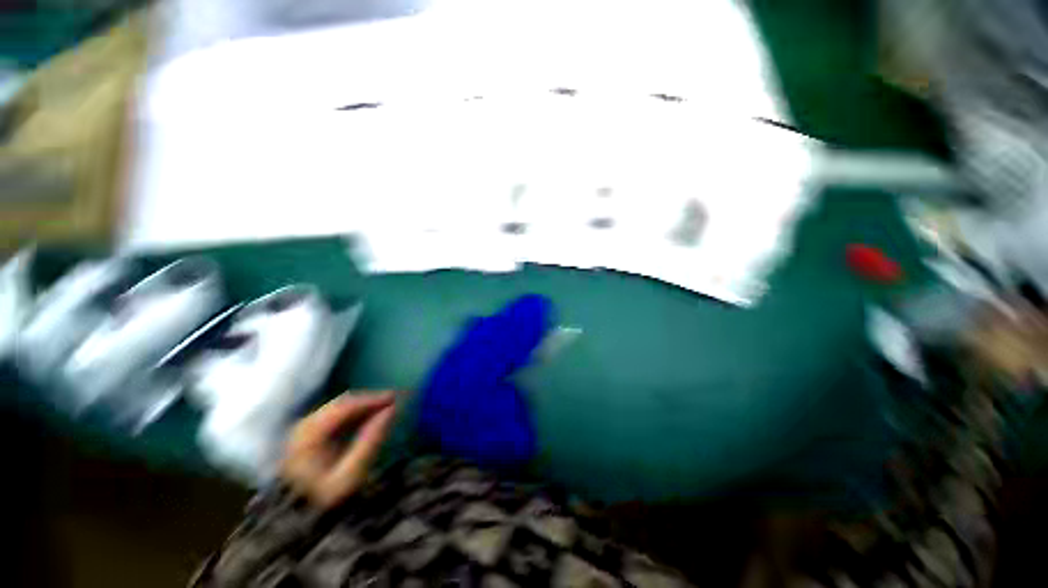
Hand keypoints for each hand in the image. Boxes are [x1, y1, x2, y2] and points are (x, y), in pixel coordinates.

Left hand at [282, 391, 396, 507]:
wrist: (296, 522)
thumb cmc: (325, 500)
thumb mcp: (351, 475)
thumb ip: (371, 440)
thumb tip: (392, 410)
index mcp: (309, 436)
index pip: (345, 407)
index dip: (372, 400)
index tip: (395, 398)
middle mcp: (303, 427)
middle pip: (341, 404)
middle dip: (368, 400)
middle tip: (393, 400)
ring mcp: (304, 431)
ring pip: (339, 408)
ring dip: (363, 406)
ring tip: (385, 407)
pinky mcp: (308, 436)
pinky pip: (335, 416)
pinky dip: (354, 414)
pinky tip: (368, 417)